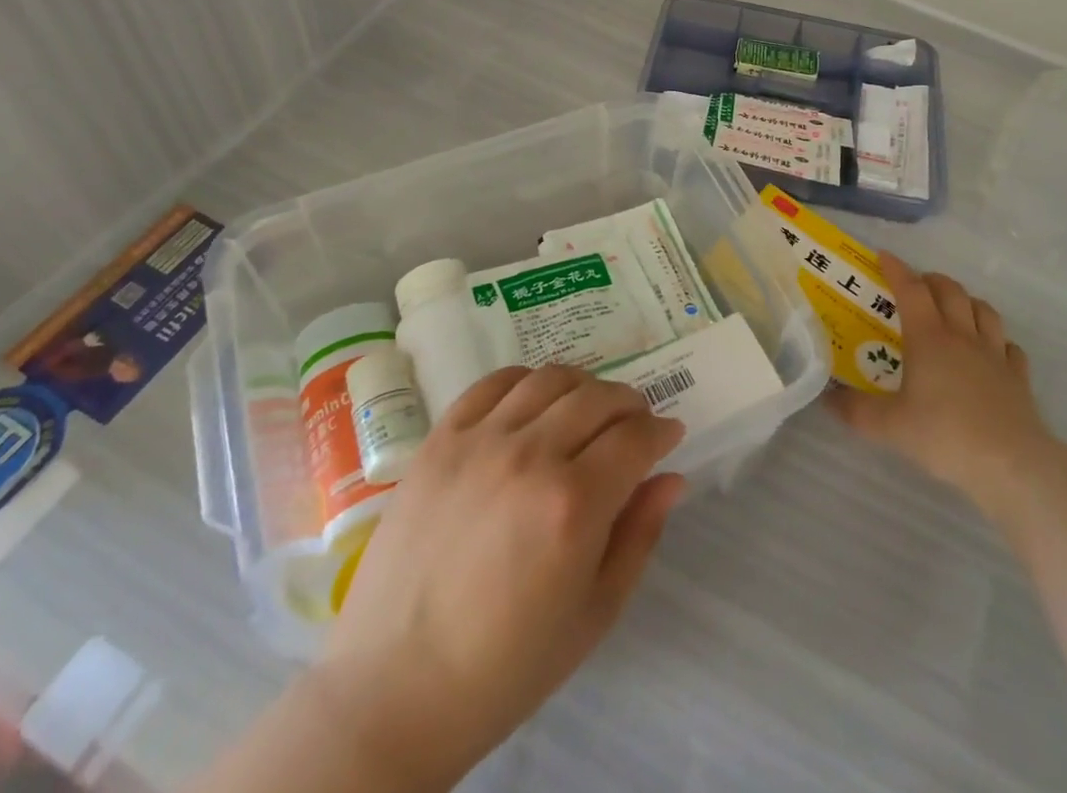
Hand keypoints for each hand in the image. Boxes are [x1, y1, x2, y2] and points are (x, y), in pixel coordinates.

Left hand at [316, 365, 685, 790]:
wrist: (395, 688)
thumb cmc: (506, 666)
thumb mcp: (594, 613)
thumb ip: (639, 535)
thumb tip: (671, 477)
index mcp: (574, 504)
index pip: (635, 437)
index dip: (661, 431)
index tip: (668, 436)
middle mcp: (531, 455)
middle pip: (598, 397)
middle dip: (630, 405)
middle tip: (634, 425)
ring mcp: (480, 441)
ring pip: (550, 379)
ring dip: (583, 387)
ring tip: (587, 412)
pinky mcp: (440, 439)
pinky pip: (493, 384)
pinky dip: (526, 381)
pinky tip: (533, 404)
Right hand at [829, 252, 1056, 506]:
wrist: (1011, 464)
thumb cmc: (944, 435)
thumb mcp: (888, 426)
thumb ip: (854, 410)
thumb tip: (826, 399)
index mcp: (928, 338)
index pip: (910, 289)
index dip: (896, 269)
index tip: (883, 255)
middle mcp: (962, 336)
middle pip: (950, 291)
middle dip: (931, 280)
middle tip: (916, 285)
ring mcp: (995, 355)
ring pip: (984, 310)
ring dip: (967, 301)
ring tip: (954, 308)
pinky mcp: (1018, 378)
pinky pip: (1009, 347)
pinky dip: (997, 340)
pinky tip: (991, 351)